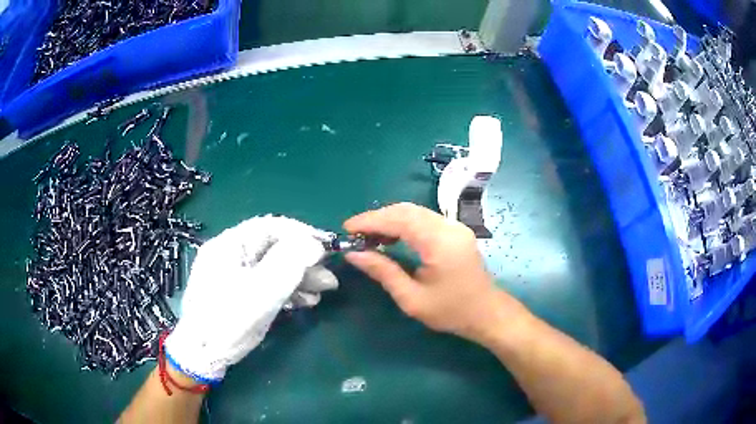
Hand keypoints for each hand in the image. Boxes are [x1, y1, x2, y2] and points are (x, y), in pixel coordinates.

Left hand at [164, 216, 337, 382]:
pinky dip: (287, 291)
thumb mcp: (261, 291)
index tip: (326, 248)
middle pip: (273, 248)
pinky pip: (266, 284)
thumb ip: (289, 263)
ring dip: (299, 278)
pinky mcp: (239, 294)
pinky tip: (305, 302)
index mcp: (229, 245)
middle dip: (303, 262)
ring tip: (321, 293)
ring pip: (273, 268)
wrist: (203, 356)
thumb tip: (314, 244)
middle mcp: (231, 255)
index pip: (270, 227)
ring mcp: (234, 276)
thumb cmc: (228, 321)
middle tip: (329, 278)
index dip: (301, 233)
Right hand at [344, 203, 522, 343]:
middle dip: (378, 217)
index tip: (347, 228)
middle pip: (407, 210)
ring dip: (390, 219)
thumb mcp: (412, 299)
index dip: (371, 221)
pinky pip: (425, 218)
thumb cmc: (451, 311)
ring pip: (415, 211)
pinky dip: (404, 223)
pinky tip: (392, 237)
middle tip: (356, 233)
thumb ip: (383, 272)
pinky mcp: (456, 231)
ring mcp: (455, 226)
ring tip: (370, 237)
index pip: (399, 220)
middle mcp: (449, 227)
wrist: (487, 313)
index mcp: (440, 243)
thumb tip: (353, 254)